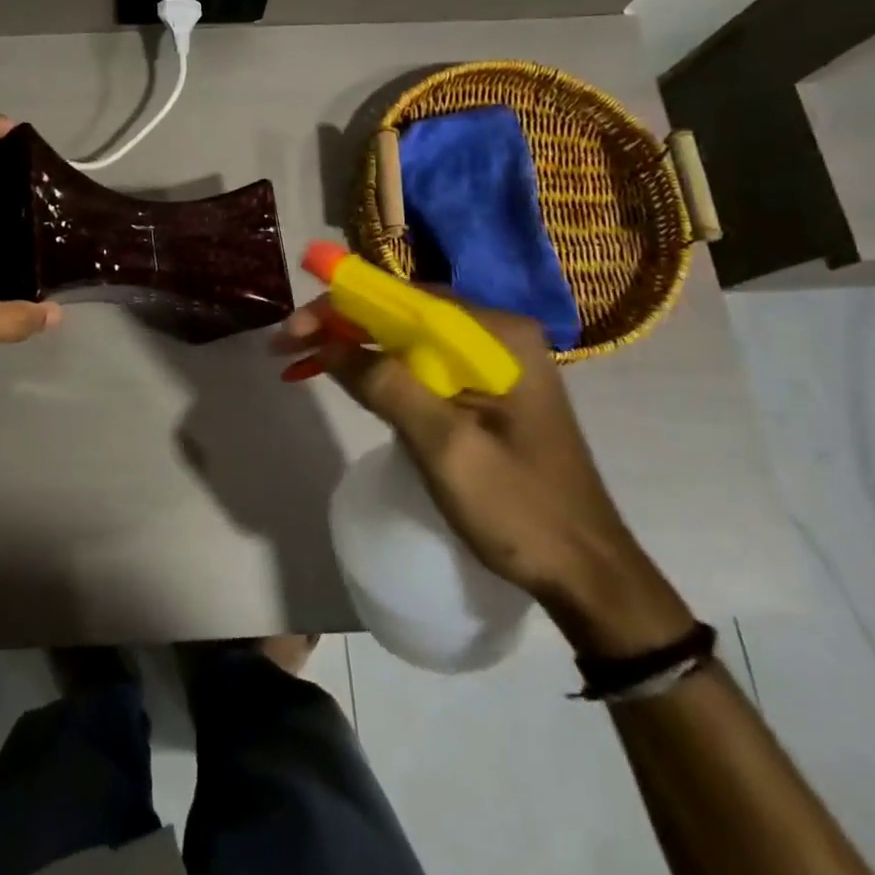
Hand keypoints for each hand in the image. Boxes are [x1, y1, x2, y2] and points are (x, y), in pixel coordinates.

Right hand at [276, 291, 691, 656]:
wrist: (587, 574)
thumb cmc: (519, 509)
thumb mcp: (445, 446)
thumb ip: (386, 384)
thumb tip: (325, 341)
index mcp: (498, 335)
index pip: (404, 299)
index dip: (342, 305)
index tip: (292, 326)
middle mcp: (497, 334)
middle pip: (403, 313)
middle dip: (343, 323)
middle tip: (288, 343)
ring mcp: (493, 361)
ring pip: (407, 337)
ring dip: (355, 345)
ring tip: (302, 356)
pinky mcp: (484, 389)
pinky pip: (421, 364)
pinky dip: (379, 368)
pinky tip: (347, 376)